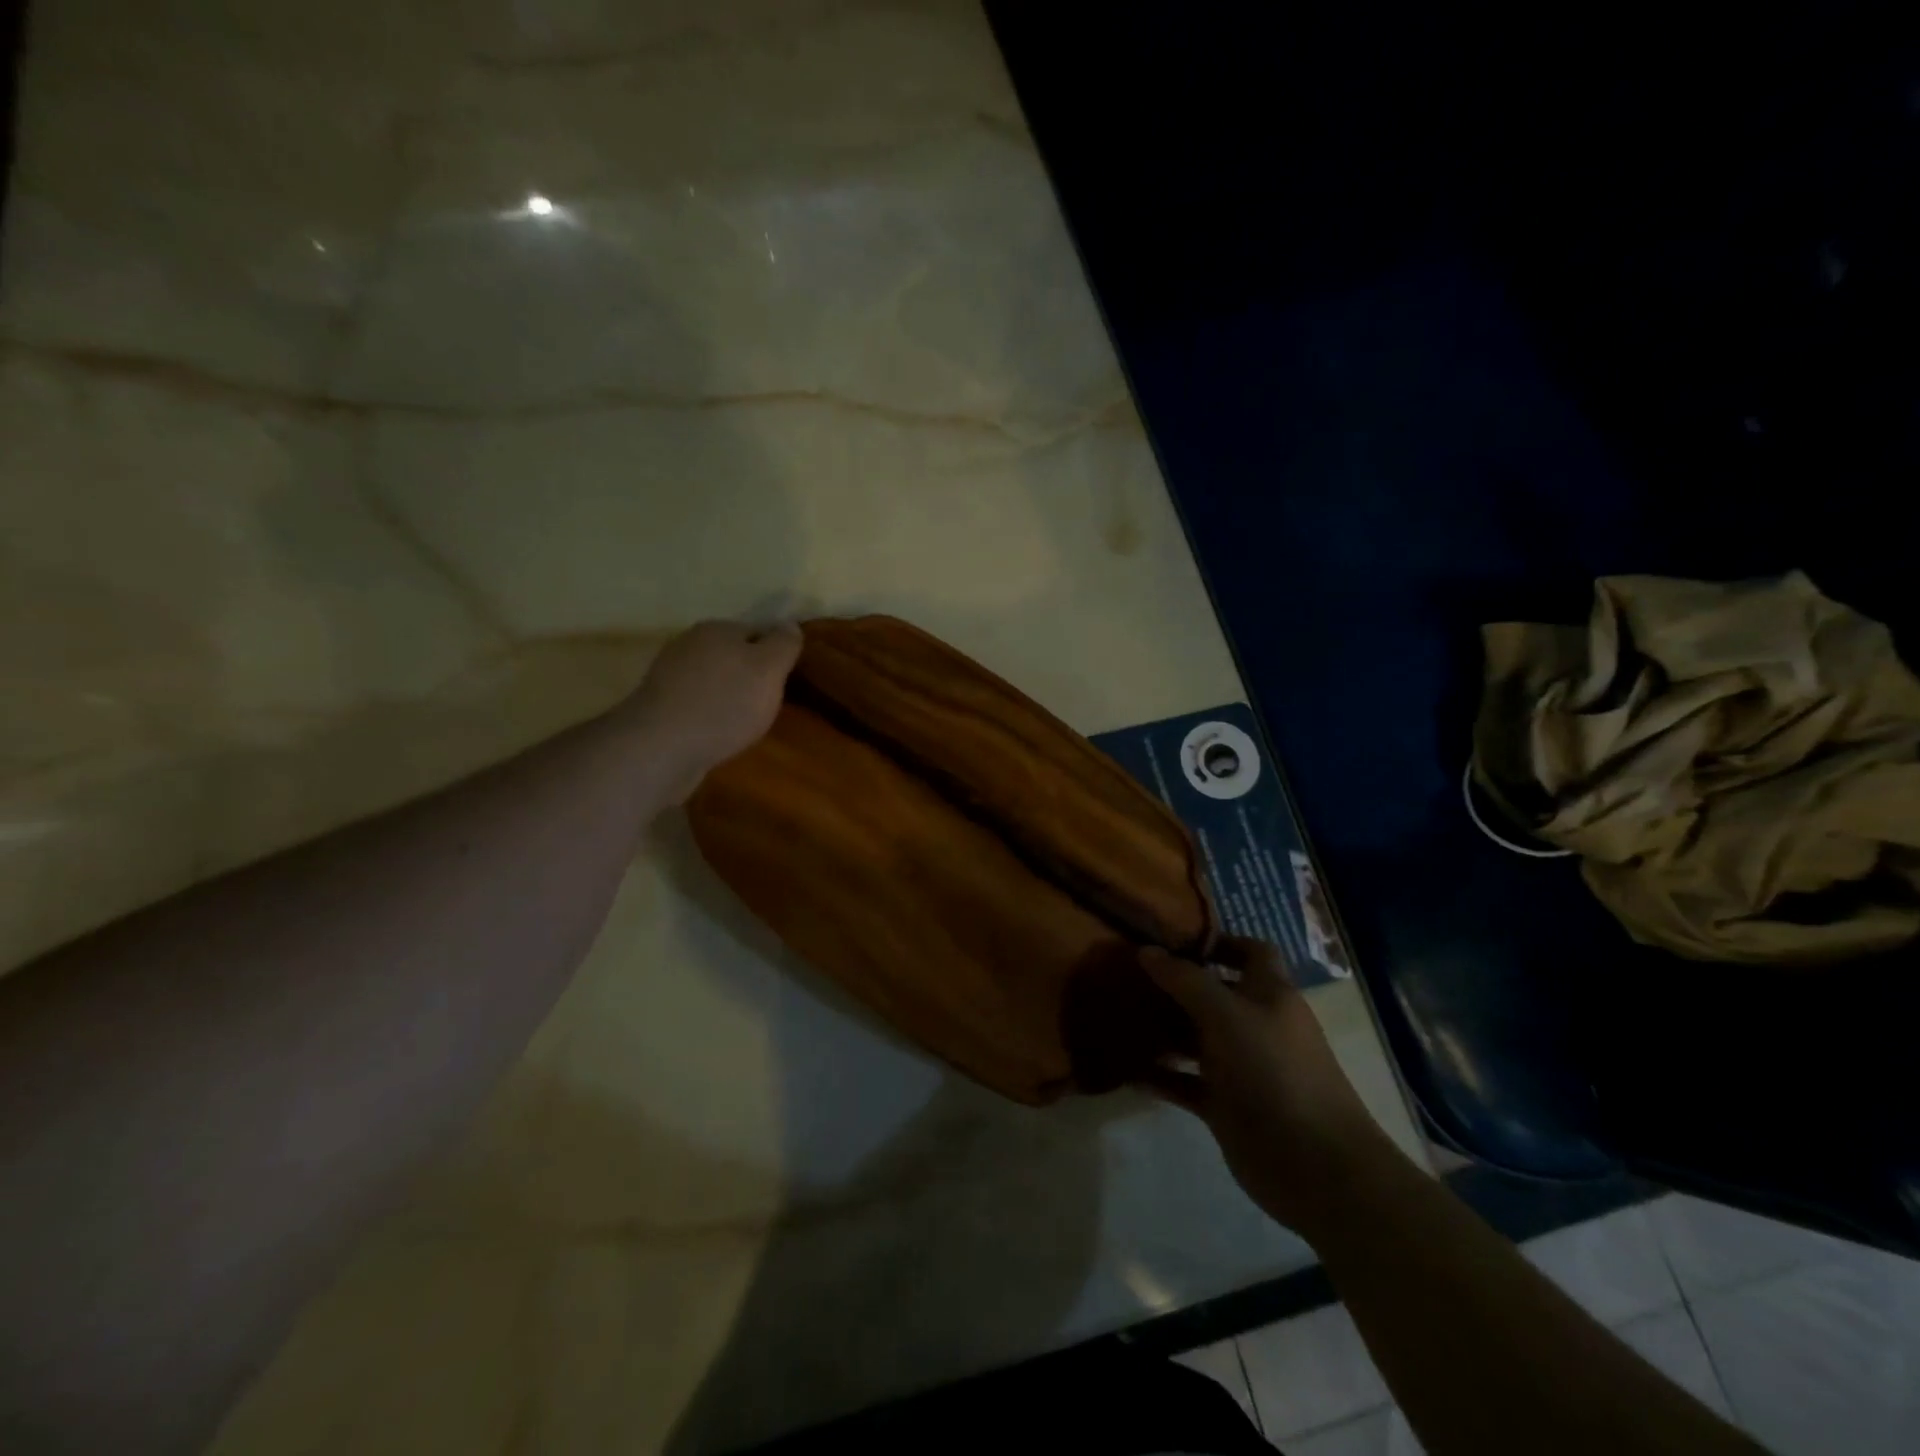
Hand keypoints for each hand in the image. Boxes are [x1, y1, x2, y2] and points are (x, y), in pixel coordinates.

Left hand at [624, 620, 802, 801]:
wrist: (661, 746)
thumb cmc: (724, 703)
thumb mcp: (769, 670)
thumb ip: (783, 644)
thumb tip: (790, 624)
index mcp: (717, 629)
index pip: (757, 631)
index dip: (775, 653)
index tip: (787, 679)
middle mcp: (689, 644)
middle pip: (732, 655)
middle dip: (750, 675)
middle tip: (769, 703)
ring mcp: (669, 674)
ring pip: (712, 679)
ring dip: (728, 696)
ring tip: (745, 723)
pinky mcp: (658, 705)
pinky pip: (695, 703)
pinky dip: (709, 714)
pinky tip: (718, 733)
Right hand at [1140, 937, 1397, 1236]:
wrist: (1315, 1165)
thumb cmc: (1274, 1071)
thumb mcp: (1227, 1014)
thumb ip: (1185, 980)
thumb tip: (1146, 950)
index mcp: (1269, 994)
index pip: (1250, 951)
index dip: (1217, 941)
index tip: (1171, 937)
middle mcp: (1255, 1024)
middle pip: (1213, 994)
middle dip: (1175, 984)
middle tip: (1127, 972)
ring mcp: (1240, 1067)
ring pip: (1195, 1038)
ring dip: (1162, 1028)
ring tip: (1117, 1014)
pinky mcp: (1226, 1105)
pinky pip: (1186, 1082)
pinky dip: (1160, 1076)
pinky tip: (1127, 1068)